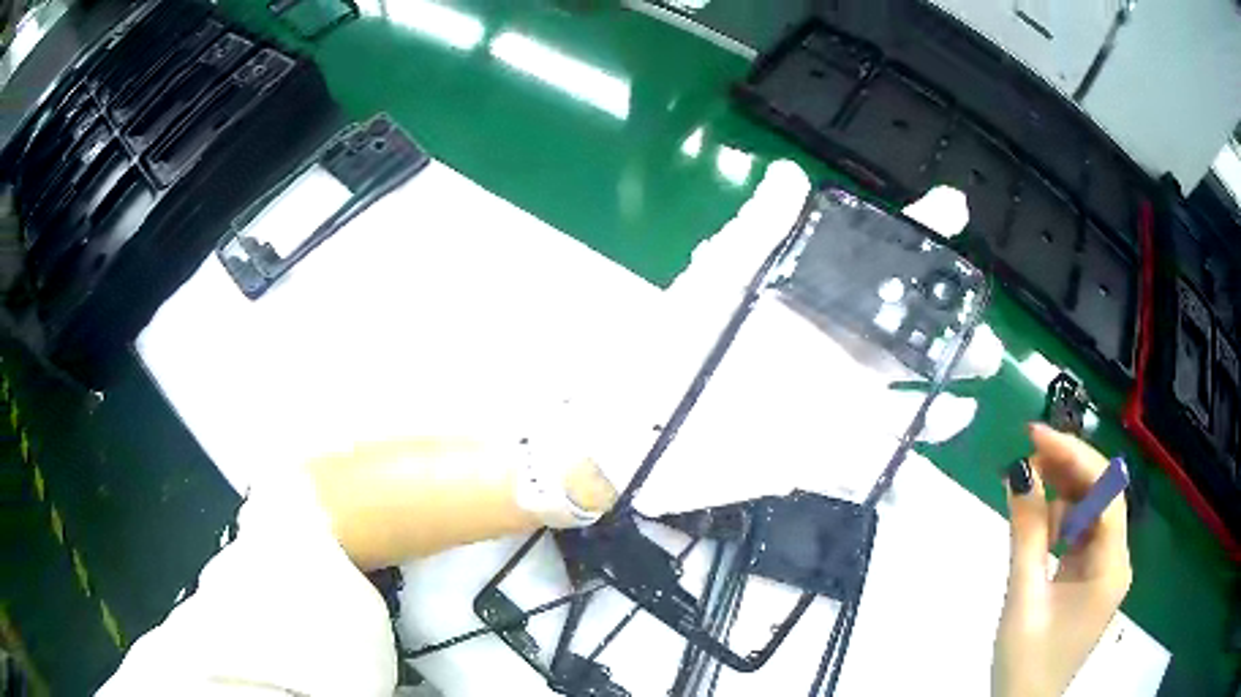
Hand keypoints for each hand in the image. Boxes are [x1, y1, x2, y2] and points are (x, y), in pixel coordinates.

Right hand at [993, 423, 1132, 696]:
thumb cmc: (1026, 662)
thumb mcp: (1024, 598)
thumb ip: (1026, 534)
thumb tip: (1020, 472)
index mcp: (1112, 566)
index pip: (1105, 492)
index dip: (1074, 457)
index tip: (1036, 436)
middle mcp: (1116, 561)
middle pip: (1101, 497)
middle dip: (1068, 470)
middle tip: (1028, 453)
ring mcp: (1102, 571)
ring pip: (1089, 515)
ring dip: (1061, 495)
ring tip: (1028, 483)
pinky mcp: (1087, 581)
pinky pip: (1078, 538)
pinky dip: (1058, 523)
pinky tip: (1036, 518)